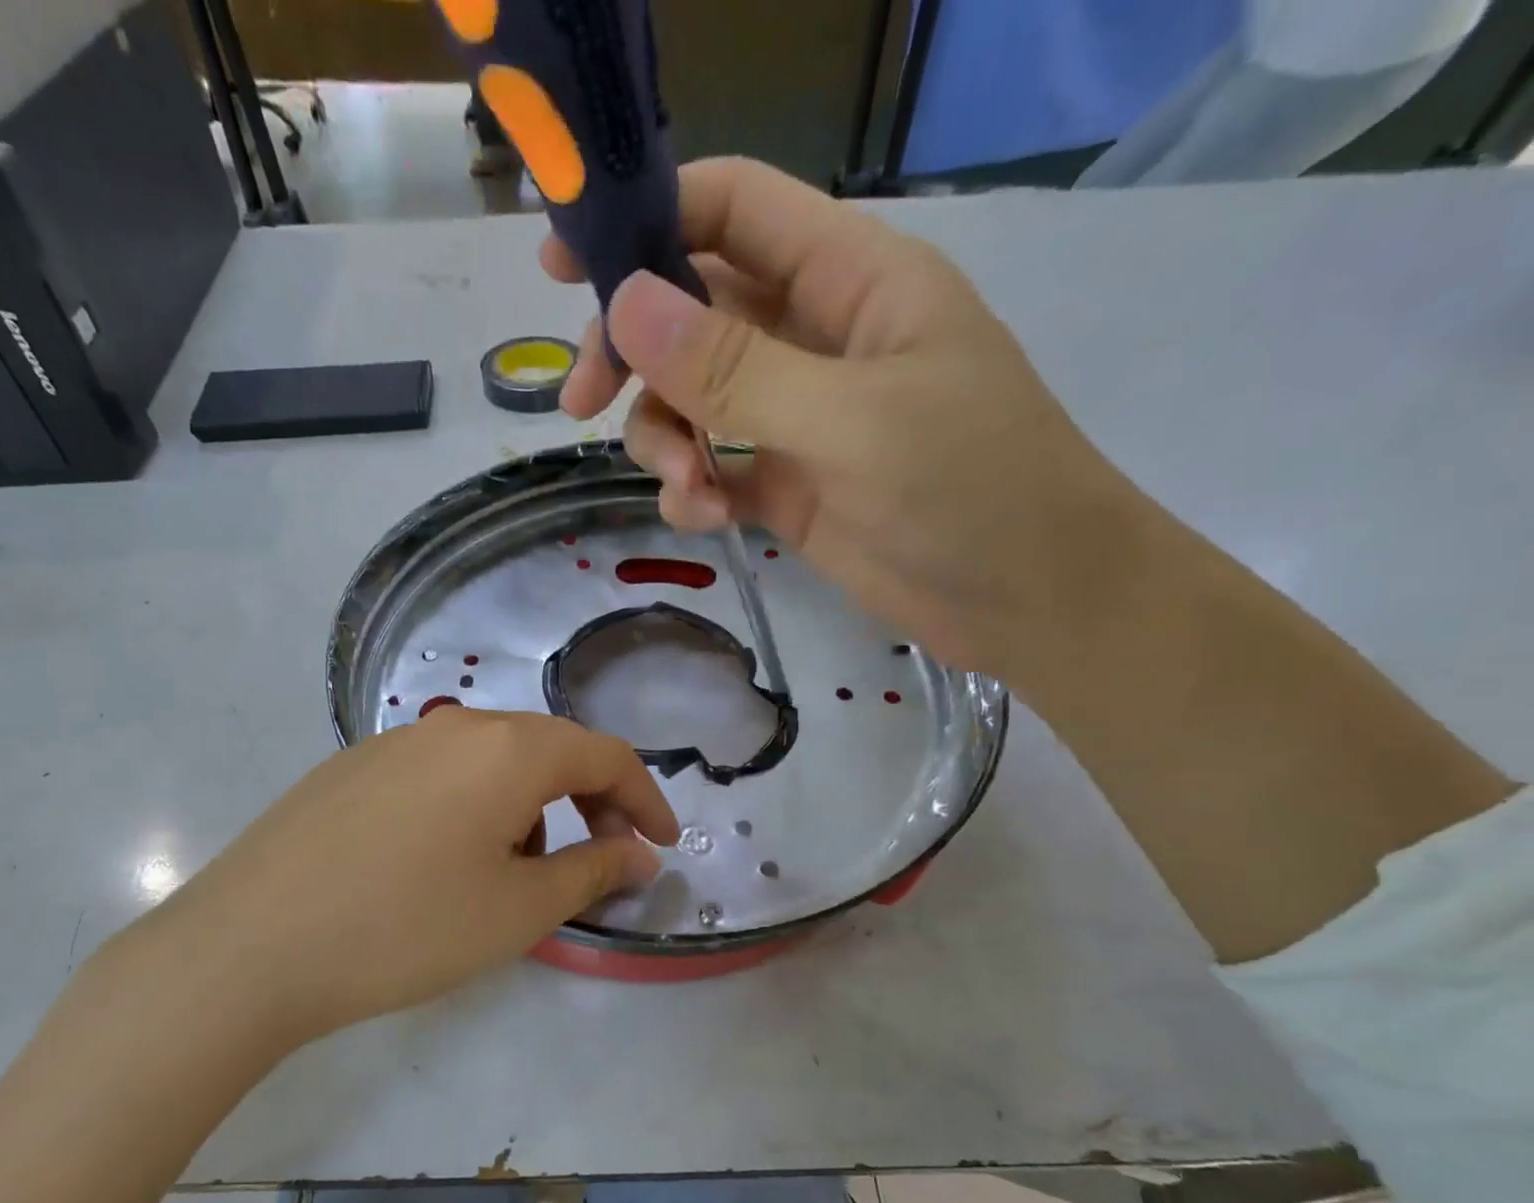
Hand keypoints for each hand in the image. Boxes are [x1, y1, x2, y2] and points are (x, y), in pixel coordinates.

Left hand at [104, 707, 678, 1052]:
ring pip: (494, 761)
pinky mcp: (355, 765)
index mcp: (508, 749)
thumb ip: (593, 873)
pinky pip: (443, 773)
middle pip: (550, 750)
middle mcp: (456, 726)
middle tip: (601, 859)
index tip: (662, 846)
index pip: (605, 755)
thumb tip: (637, 855)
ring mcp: (398, 741)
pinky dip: (476, 806)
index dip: (645, 799)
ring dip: (530, 807)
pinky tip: (448, 860)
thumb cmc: (406, 928)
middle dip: (590, 801)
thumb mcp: (518, 910)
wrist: (250, 945)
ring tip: (518, 872)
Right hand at [545, 156, 1146, 677]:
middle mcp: (815, 335)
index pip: (733, 212)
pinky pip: (710, 465)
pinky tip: (706, 518)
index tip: (563, 267)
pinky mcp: (784, 483)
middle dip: (633, 353)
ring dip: (664, 439)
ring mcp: (796, 414)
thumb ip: (734, 368)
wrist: (1028, 601)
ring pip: (690, 399)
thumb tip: (625, 306)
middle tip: (580, 403)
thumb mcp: (850, 421)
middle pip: (691, 311)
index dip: (647, 222)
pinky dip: (692, 488)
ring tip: (686, 487)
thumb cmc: (970, 489)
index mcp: (851, 278)